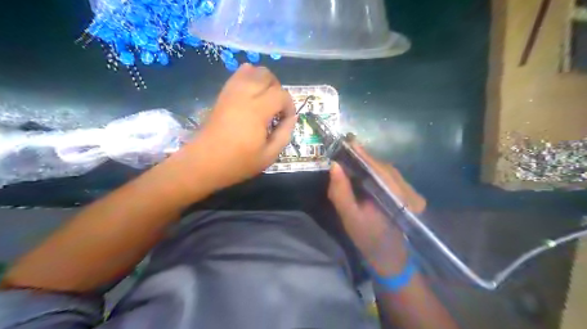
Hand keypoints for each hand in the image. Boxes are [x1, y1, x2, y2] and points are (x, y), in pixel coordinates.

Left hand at [184, 63, 295, 190]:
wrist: (205, 162)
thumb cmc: (238, 162)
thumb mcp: (269, 155)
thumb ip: (284, 134)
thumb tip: (292, 118)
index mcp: (257, 111)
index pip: (281, 95)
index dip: (289, 106)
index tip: (287, 120)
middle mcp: (244, 95)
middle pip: (267, 75)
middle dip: (277, 89)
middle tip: (277, 108)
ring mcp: (231, 92)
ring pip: (252, 70)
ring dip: (264, 81)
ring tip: (265, 100)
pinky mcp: (222, 94)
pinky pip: (237, 75)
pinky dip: (249, 79)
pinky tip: (251, 95)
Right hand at [325, 145, 426, 275]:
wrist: (389, 256)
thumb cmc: (367, 238)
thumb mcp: (349, 217)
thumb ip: (341, 192)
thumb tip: (334, 165)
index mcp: (395, 197)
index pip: (377, 168)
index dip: (363, 154)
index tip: (348, 141)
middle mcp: (407, 191)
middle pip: (384, 167)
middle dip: (365, 158)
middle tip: (347, 150)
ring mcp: (411, 193)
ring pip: (388, 171)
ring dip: (371, 165)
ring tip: (354, 160)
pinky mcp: (409, 195)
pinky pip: (391, 177)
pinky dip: (377, 172)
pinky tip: (366, 173)